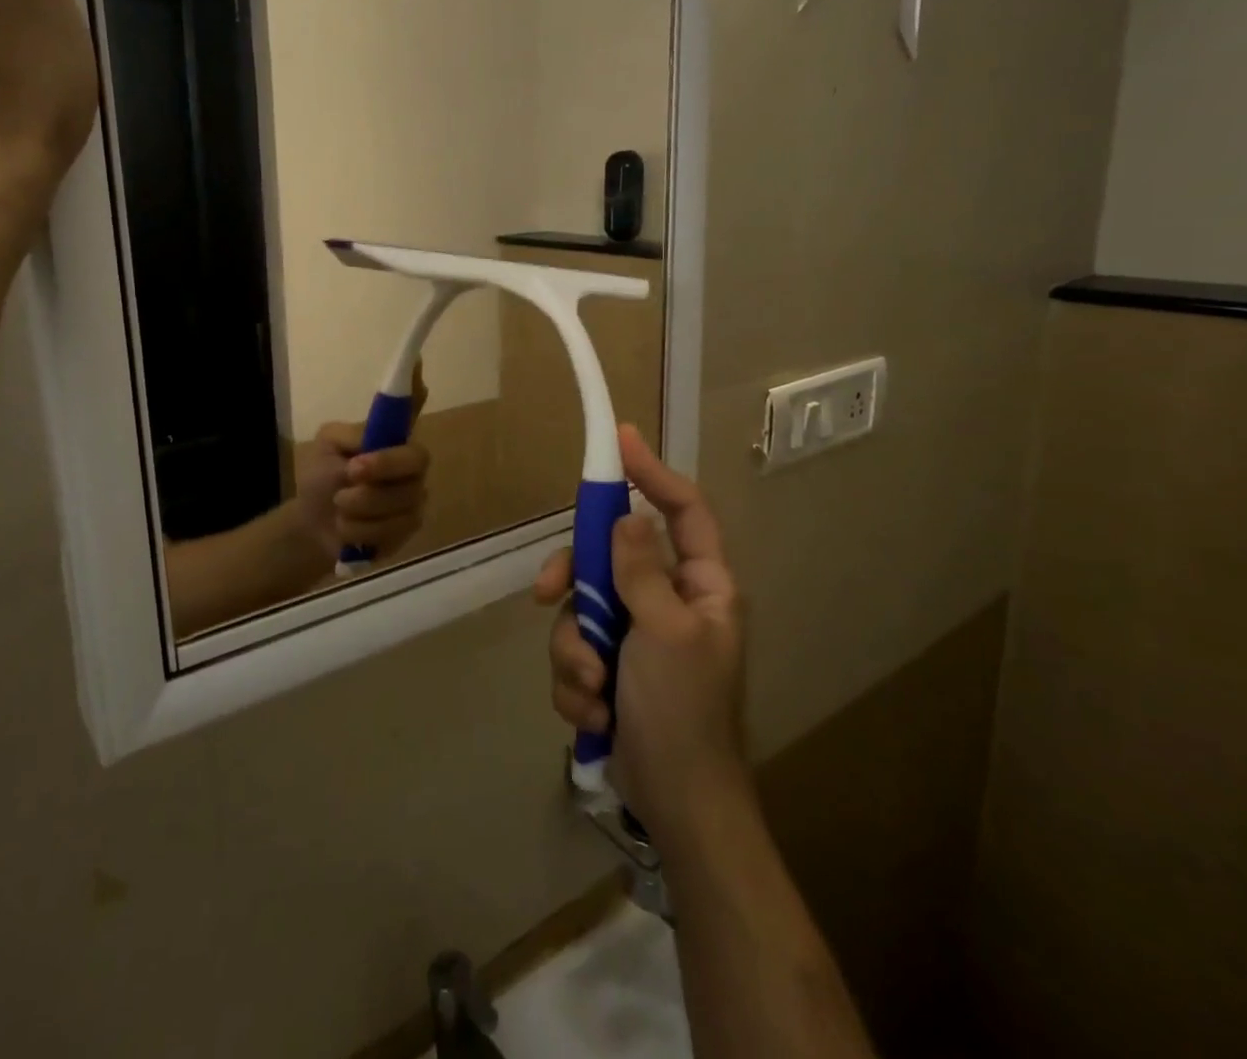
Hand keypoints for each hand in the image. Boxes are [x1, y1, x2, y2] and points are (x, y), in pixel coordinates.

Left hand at [293, 368, 430, 565]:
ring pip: (401, 499)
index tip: (417, 362)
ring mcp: (414, 495)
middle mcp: (409, 462)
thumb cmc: (321, 479)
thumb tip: (372, 435)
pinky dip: (361, 531)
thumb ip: (349, 438)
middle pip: (415, 458)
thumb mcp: (325, 449)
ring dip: (360, 506)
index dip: (416, 386)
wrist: (312, 526)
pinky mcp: (409, 527)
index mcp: (388, 437)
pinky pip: (394, 528)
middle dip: (382, 467)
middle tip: (351, 474)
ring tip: (340, 506)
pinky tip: (348, 529)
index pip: (410, 408)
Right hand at [533, 425, 748, 840]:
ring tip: (593, 691)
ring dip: (574, 653)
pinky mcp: (608, 668)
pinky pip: (573, 652)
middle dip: (574, 582)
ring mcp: (634, 635)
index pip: (682, 510)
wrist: (676, 805)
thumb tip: (626, 515)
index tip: (619, 442)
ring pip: (580, 610)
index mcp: (700, 585)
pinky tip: (595, 716)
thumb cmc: (684, 711)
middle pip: (607, 557)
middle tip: (546, 593)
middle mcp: (667, 600)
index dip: (652, 472)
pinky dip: (576, 685)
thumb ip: (641, 570)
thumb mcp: (665, 633)